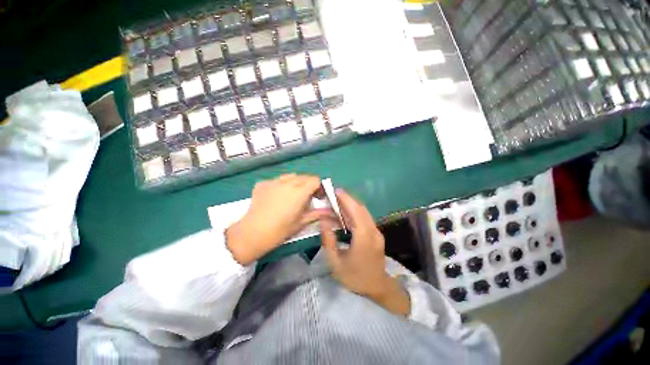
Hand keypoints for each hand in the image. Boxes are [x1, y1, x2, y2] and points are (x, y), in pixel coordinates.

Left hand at [227, 174, 331, 265]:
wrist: (252, 233)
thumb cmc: (280, 230)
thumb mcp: (301, 222)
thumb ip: (316, 213)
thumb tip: (329, 211)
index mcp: (299, 192)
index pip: (315, 180)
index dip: (319, 187)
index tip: (317, 197)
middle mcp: (287, 182)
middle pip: (304, 177)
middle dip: (308, 184)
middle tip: (306, 197)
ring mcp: (273, 182)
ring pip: (290, 176)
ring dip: (295, 183)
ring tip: (291, 195)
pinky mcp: (262, 184)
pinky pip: (276, 180)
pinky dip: (281, 185)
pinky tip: (276, 197)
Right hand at [320, 189, 409, 315]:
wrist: (377, 288)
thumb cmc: (354, 277)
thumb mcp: (336, 262)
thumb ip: (328, 240)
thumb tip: (323, 220)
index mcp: (364, 238)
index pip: (356, 212)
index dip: (346, 199)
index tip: (335, 191)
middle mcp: (373, 231)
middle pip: (361, 209)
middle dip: (347, 199)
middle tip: (333, 195)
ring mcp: (376, 232)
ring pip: (364, 212)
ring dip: (351, 205)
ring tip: (337, 201)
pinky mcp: (376, 234)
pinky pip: (365, 218)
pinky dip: (354, 212)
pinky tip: (344, 214)